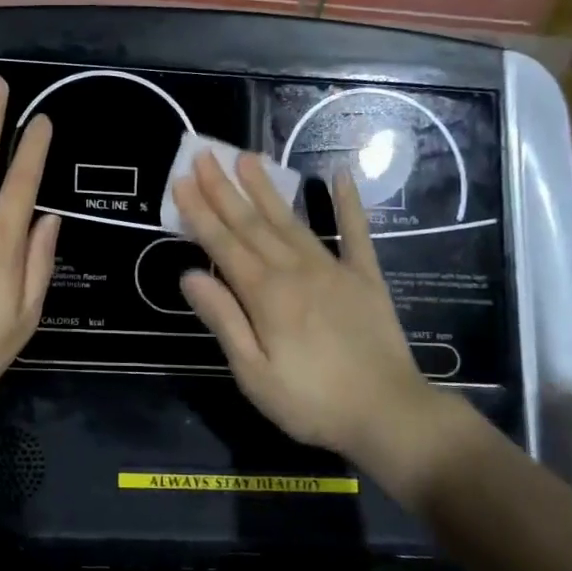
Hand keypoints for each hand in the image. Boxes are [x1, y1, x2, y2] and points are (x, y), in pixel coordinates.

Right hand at [170, 151, 474, 506]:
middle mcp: (295, 270)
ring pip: (291, 221)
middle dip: (224, 188)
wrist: (390, 415)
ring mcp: (333, 269)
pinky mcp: (365, 278)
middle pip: (252, 223)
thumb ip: (223, 320)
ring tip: (249, 157)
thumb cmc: (312, 402)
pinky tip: (341, 177)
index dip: (199, 212)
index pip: (223, 244)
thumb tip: (189, 276)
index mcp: (266, 294)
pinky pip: (356, 233)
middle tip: (205, 155)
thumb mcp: (254, 374)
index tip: (181, 181)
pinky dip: (348, 204)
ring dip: (267, 188)